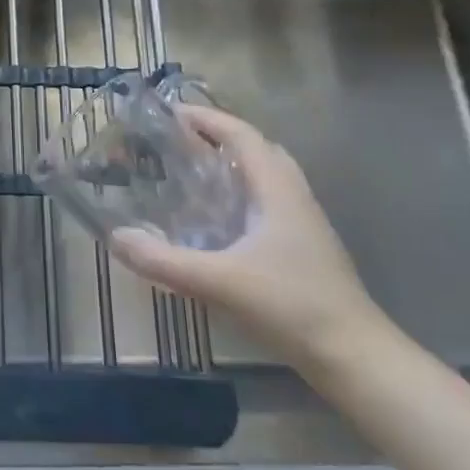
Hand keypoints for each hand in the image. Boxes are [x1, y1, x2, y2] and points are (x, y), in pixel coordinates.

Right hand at [109, 106, 390, 373]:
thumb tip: (115, 237)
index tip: (169, 112)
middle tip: (176, 141)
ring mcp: (302, 224)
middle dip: (217, 136)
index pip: (241, 135)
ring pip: (264, 176)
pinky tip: (214, 220)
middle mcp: (293, 197)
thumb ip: (163, 260)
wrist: (355, 358)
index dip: (206, 118)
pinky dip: (238, 193)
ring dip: (230, 164)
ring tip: (190, 172)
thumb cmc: (291, 307)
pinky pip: (266, 202)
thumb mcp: (218, 282)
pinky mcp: (302, 248)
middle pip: (256, 149)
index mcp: (277, 191)